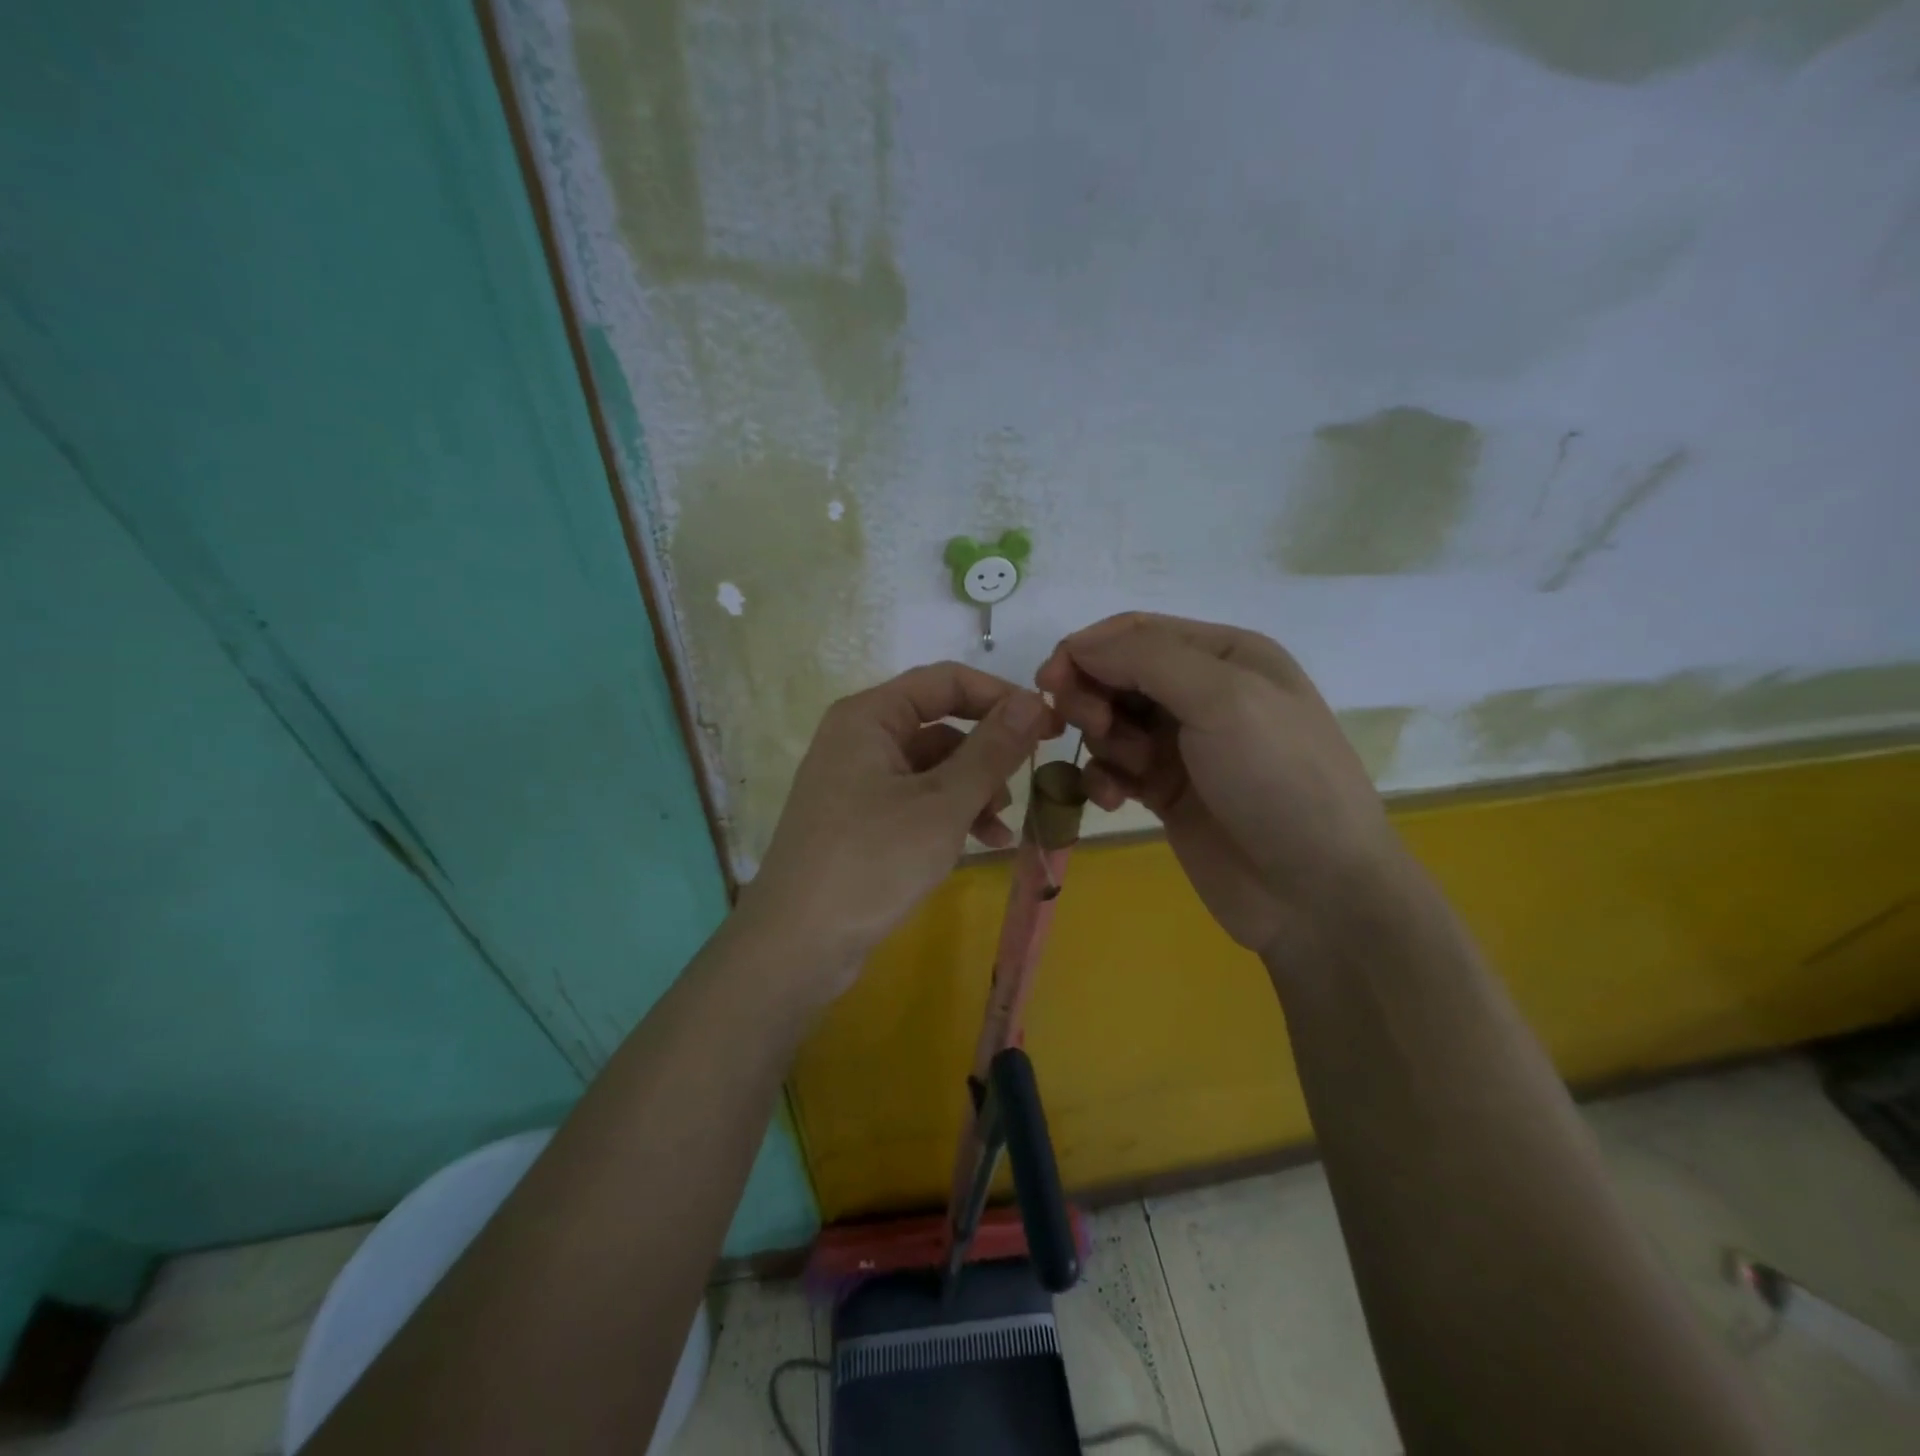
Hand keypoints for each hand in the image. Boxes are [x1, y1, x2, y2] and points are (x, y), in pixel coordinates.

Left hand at [742, 662, 1059, 995]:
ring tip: (1003, 824)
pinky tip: (983, 842)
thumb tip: (1032, 701)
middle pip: (940, 724)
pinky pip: (917, 800)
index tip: (1047, 723)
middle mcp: (860, 738)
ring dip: (974, 788)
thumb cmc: (872, 861)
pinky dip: (951, 814)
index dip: (1000, 696)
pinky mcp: (861, 820)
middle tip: (1032, 774)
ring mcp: (857, 781)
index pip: (945, 681)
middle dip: (988, 751)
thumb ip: (991, 750)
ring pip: (933, 767)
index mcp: (870, 717)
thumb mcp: (943, 804)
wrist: (797, 945)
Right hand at [1036, 613, 1400, 958]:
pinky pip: (1114, 769)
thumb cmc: (1277, 779)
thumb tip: (1077, 646)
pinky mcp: (1166, 792)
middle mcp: (1202, 692)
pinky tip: (1116, 801)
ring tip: (1131, 771)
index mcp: (1224, 655)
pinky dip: (1105, 780)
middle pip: (1117, 675)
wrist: (1315, 891)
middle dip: (1093, 696)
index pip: (1136, 633)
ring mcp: (1183, 746)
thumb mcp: (1223, 699)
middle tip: (1091, 725)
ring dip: (1104, 741)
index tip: (1048, 681)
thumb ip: (1147, 659)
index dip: (1087, 650)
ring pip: (1110, 722)